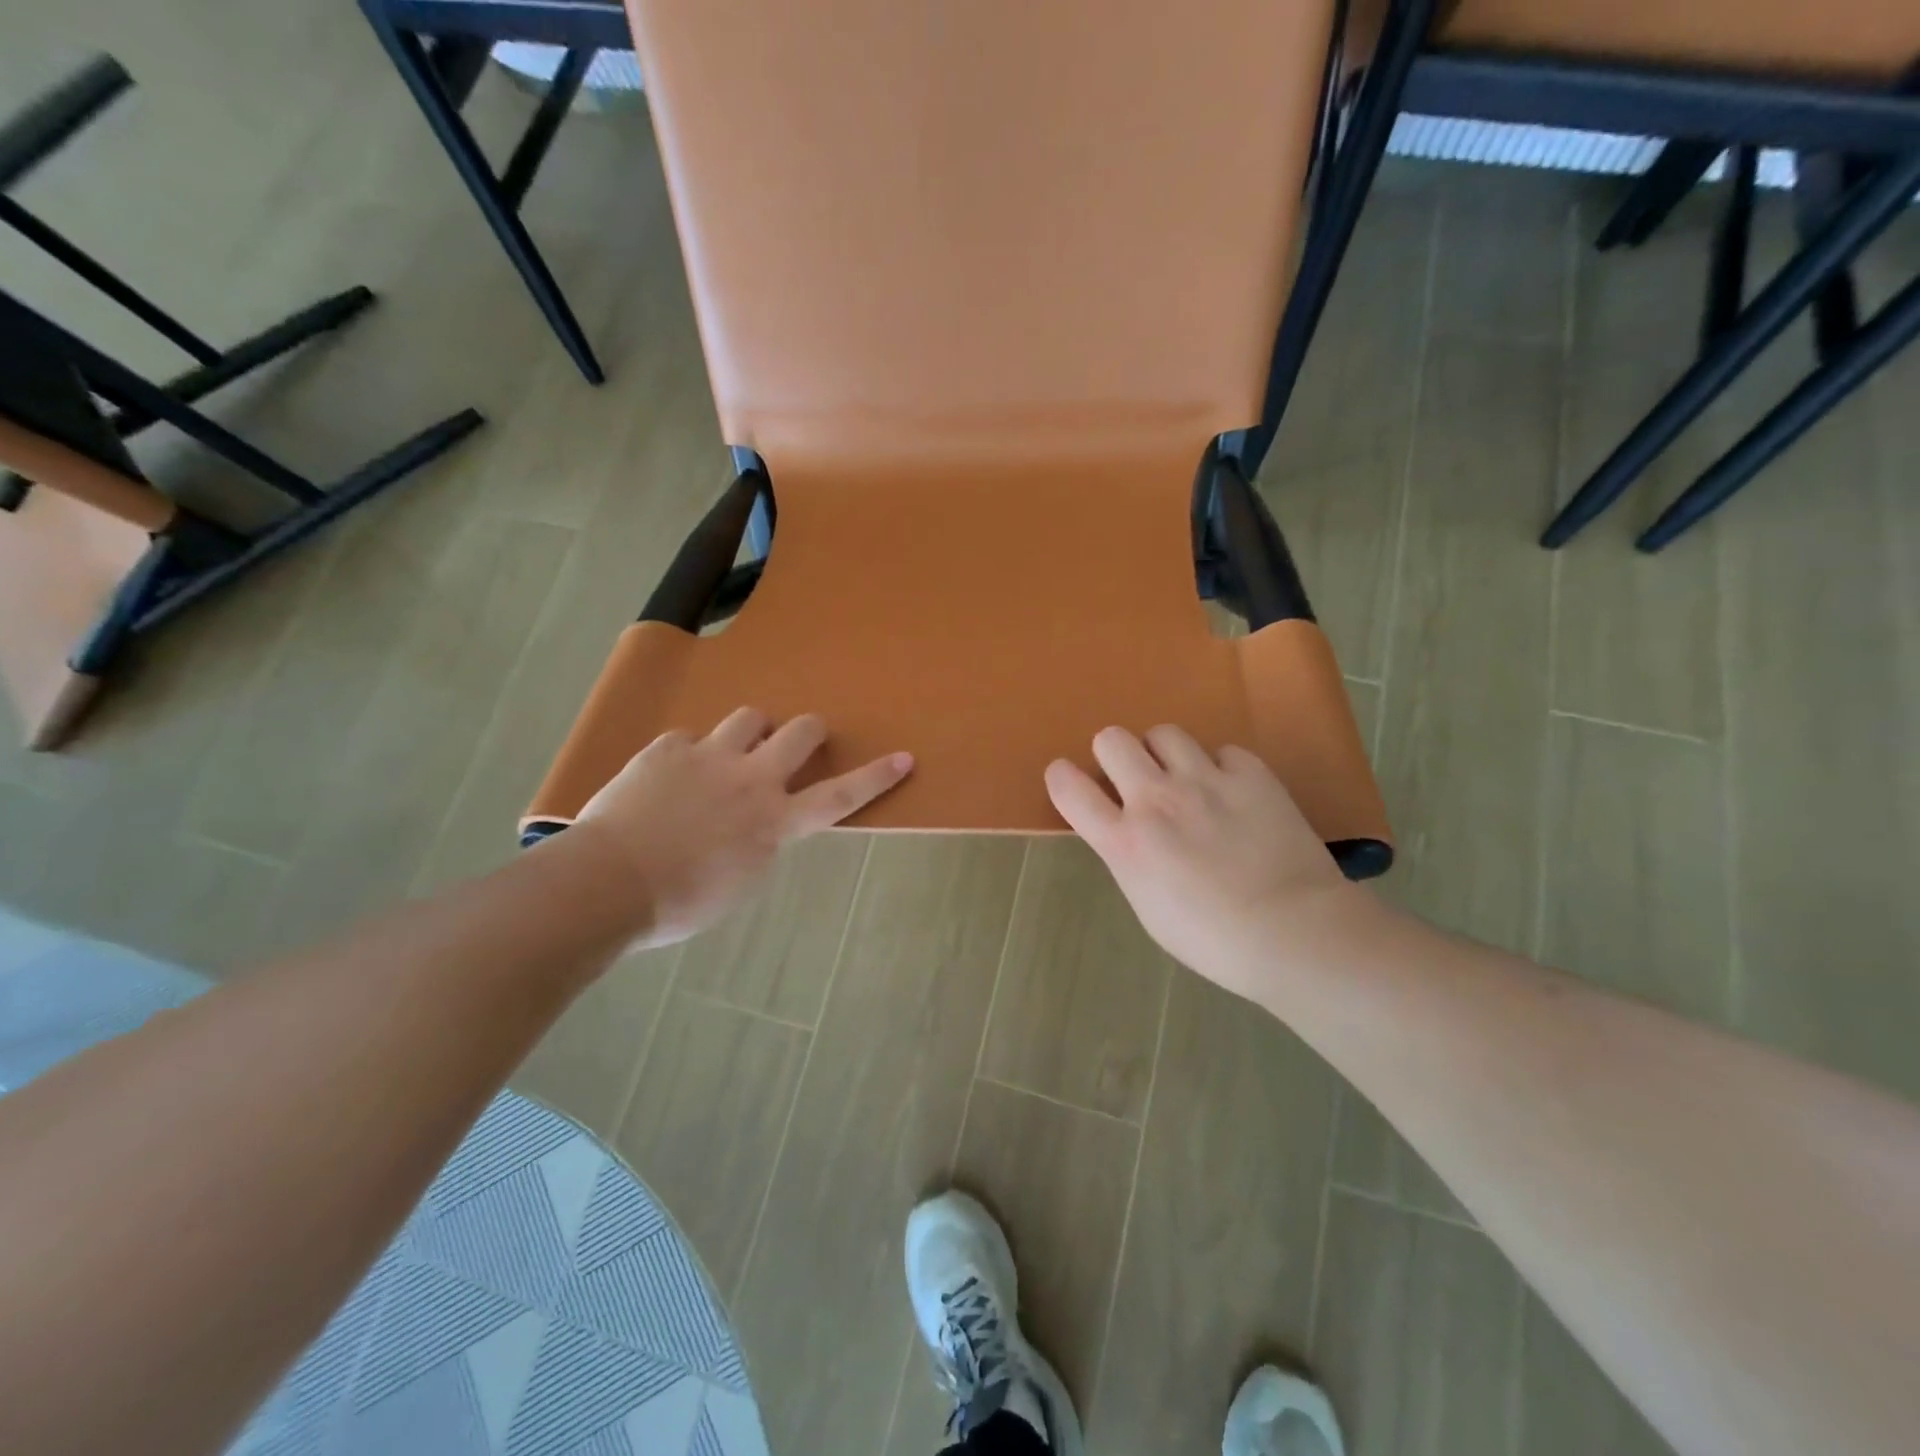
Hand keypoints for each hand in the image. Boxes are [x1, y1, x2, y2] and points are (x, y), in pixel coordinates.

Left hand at [573, 708, 911, 947]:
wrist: (606, 885)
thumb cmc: (679, 903)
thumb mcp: (740, 883)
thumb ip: (761, 844)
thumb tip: (762, 826)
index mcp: (774, 821)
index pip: (838, 795)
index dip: (875, 777)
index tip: (904, 757)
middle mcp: (751, 779)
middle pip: (801, 733)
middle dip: (809, 731)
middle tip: (802, 739)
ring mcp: (708, 757)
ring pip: (750, 718)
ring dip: (752, 731)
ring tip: (734, 751)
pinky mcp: (667, 749)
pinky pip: (691, 737)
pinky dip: (691, 752)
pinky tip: (672, 775)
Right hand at [1045, 725, 1371, 1004]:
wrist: (1294, 933)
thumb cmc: (1213, 940)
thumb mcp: (1148, 906)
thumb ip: (1130, 858)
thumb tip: (1129, 834)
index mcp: (1125, 841)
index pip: (1068, 786)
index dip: (1063, 777)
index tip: (1071, 781)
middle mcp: (1156, 799)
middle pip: (1112, 739)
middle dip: (1115, 755)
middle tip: (1134, 779)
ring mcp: (1205, 780)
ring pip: (1164, 733)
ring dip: (1164, 754)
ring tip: (1184, 779)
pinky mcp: (1250, 773)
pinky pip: (1222, 751)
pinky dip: (1222, 769)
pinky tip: (1234, 794)